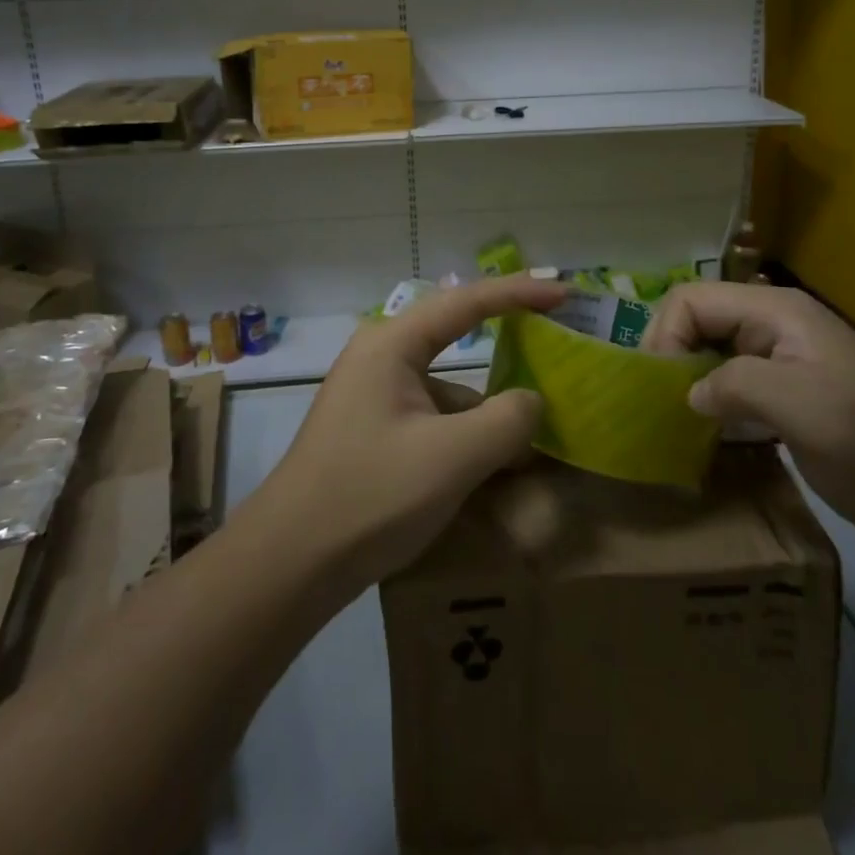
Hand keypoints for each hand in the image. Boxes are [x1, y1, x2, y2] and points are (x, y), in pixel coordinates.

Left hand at [264, 275, 565, 587]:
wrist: (291, 562)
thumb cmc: (370, 494)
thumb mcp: (452, 457)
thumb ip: (507, 421)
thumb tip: (532, 402)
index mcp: (392, 344)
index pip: (466, 301)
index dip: (520, 293)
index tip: (564, 292)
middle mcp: (381, 357)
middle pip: (457, 342)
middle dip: (506, 349)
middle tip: (554, 349)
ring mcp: (374, 396)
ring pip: (448, 391)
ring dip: (486, 415)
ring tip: (529, 447)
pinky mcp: (374, 431)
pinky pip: (432, 420)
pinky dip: (464, 438)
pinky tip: (490, 475)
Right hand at [643, 283, 854, 551]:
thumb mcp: (799, 405)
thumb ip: (733, 385)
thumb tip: (690, 394)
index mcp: (774, 311)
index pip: (692, 300)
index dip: (665, 334)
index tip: (661, 386)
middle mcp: (770, 324)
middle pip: (695, 320)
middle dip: (670, 354)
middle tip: (661, 402)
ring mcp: (776, 357)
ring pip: (707, 350)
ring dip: (685, 378)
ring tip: (672, 417)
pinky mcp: (781, 391)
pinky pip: (725, 380)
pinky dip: (707, 399)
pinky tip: (702, 429)